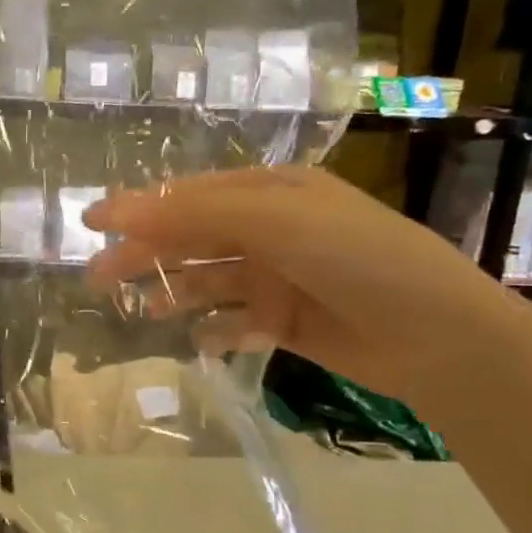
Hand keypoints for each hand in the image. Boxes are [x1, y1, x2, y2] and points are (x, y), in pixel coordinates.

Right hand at [83, 166, 531, 411]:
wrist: (439, 336)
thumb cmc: (356, 259)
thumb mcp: (274, 222)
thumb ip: (192, 216)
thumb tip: (115, 212)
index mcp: (269, 192)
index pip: (188, 196)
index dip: (138, 208)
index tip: (92, 224)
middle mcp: (269, 230)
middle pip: (190, 239)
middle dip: (145, 256)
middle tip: (97, 279)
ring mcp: (277, 276)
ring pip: (206, 281)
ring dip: (174, 292)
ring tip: (143, 311)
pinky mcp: (284, 320)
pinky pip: (233, 320)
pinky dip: (214, 329)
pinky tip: (203, 339)